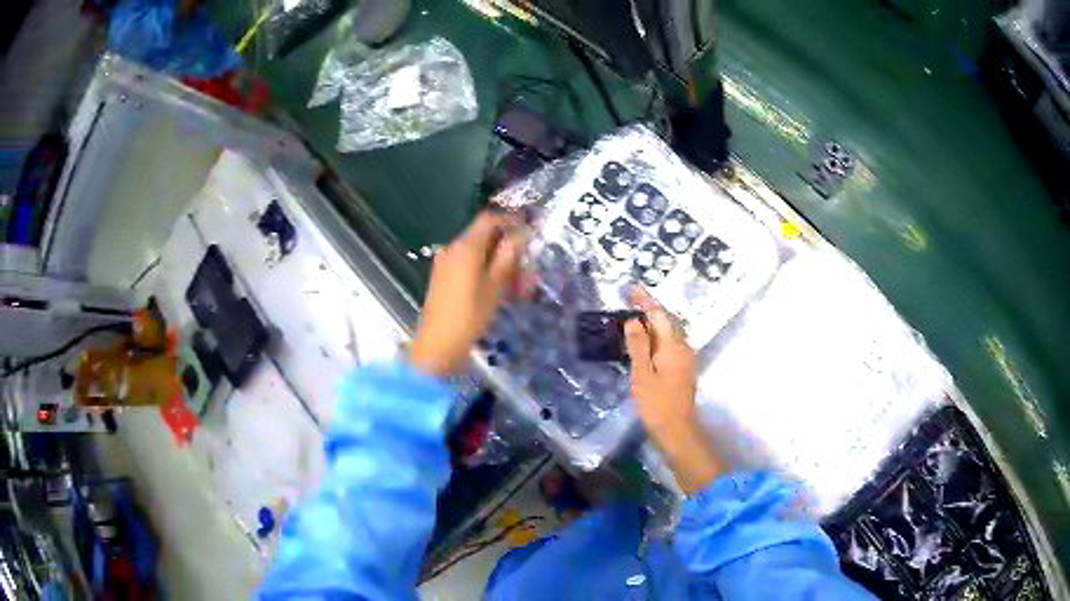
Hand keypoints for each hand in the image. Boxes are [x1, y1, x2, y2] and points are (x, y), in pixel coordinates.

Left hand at [410, 212, 524, 376]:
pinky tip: (497, 290)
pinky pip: (466, 264)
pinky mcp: (442, 277)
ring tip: (516, 285)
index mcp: (466, 246)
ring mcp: (445, 262)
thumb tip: (520, 235)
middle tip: (526, 268)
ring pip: (476, 252)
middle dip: (506, 247)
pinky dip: (483, 270)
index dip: (510, 221)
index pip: (489, 219)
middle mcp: (452, 248)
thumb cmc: (470, 315)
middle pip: (483, 236)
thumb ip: (508, 257)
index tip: (528, 233)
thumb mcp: (495, 286)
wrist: (438, 345)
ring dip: (497, 262)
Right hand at [624, 288, 720, 493]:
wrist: (677, 431)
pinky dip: (656, 339)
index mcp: (673, 346)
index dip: (645, 302)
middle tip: (629, 303)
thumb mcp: (642, 374)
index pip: (659, 315)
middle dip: (648, 311)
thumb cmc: (657, 404)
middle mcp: (683, 348)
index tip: (632, 290)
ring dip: (652, 325)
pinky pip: (668, 345)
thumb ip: (638, 345)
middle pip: (666, 323)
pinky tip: (644, 345)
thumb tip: (633, 320)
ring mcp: (685, 359)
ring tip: (633, 320)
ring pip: (668, 334)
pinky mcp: (682, 370)